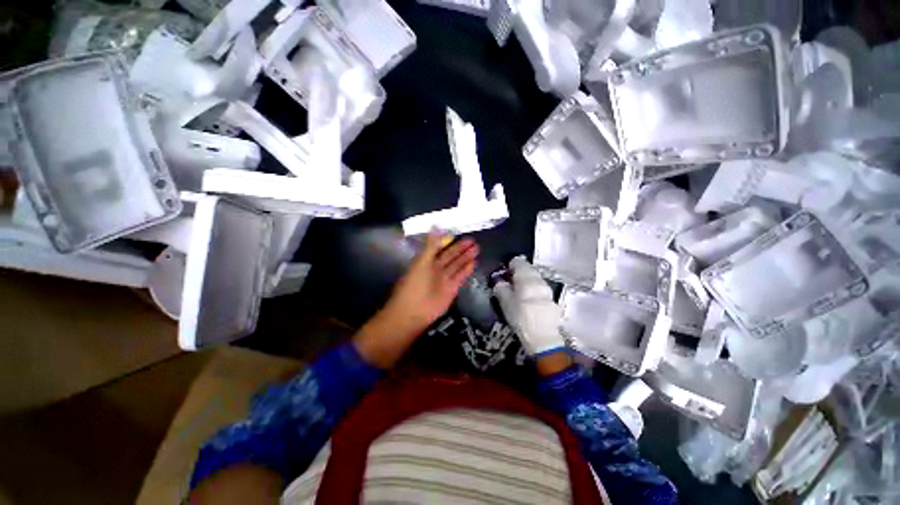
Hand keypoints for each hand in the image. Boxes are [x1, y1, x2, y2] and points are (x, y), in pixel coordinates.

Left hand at [354, 234, 478, 367]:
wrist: (414, 311)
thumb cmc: (415, 283)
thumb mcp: (422, 260)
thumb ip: (431, 244)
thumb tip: (435, 225)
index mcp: (426, 260)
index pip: (439, 248)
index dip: (448, 241)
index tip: (459, 234)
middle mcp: (436, 268)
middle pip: (450, 256)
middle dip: (461, 248)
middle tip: (473, 240)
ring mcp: (444, 279)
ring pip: (457, 265)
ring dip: (466, 257)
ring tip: (477, 248)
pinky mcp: (451, 289)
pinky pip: (460, 276)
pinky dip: (467, 270)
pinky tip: (474, 262)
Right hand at [493, 256, 565, 358]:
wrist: (543, 337)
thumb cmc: (520, 317)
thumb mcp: (504, 303)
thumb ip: (501, 288)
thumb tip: (499, 281)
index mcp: (526, 277)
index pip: (519, 262)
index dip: (510, 265)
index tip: (505, 273)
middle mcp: (539, 279)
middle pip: (529, 269)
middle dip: (520, 272)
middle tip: (511, 282)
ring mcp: (548, 289)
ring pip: (536, 278)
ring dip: (528, 281)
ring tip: (520, 291)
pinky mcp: (553, 299)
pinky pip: (541, 288)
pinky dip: (535, 290)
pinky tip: (530, 300)